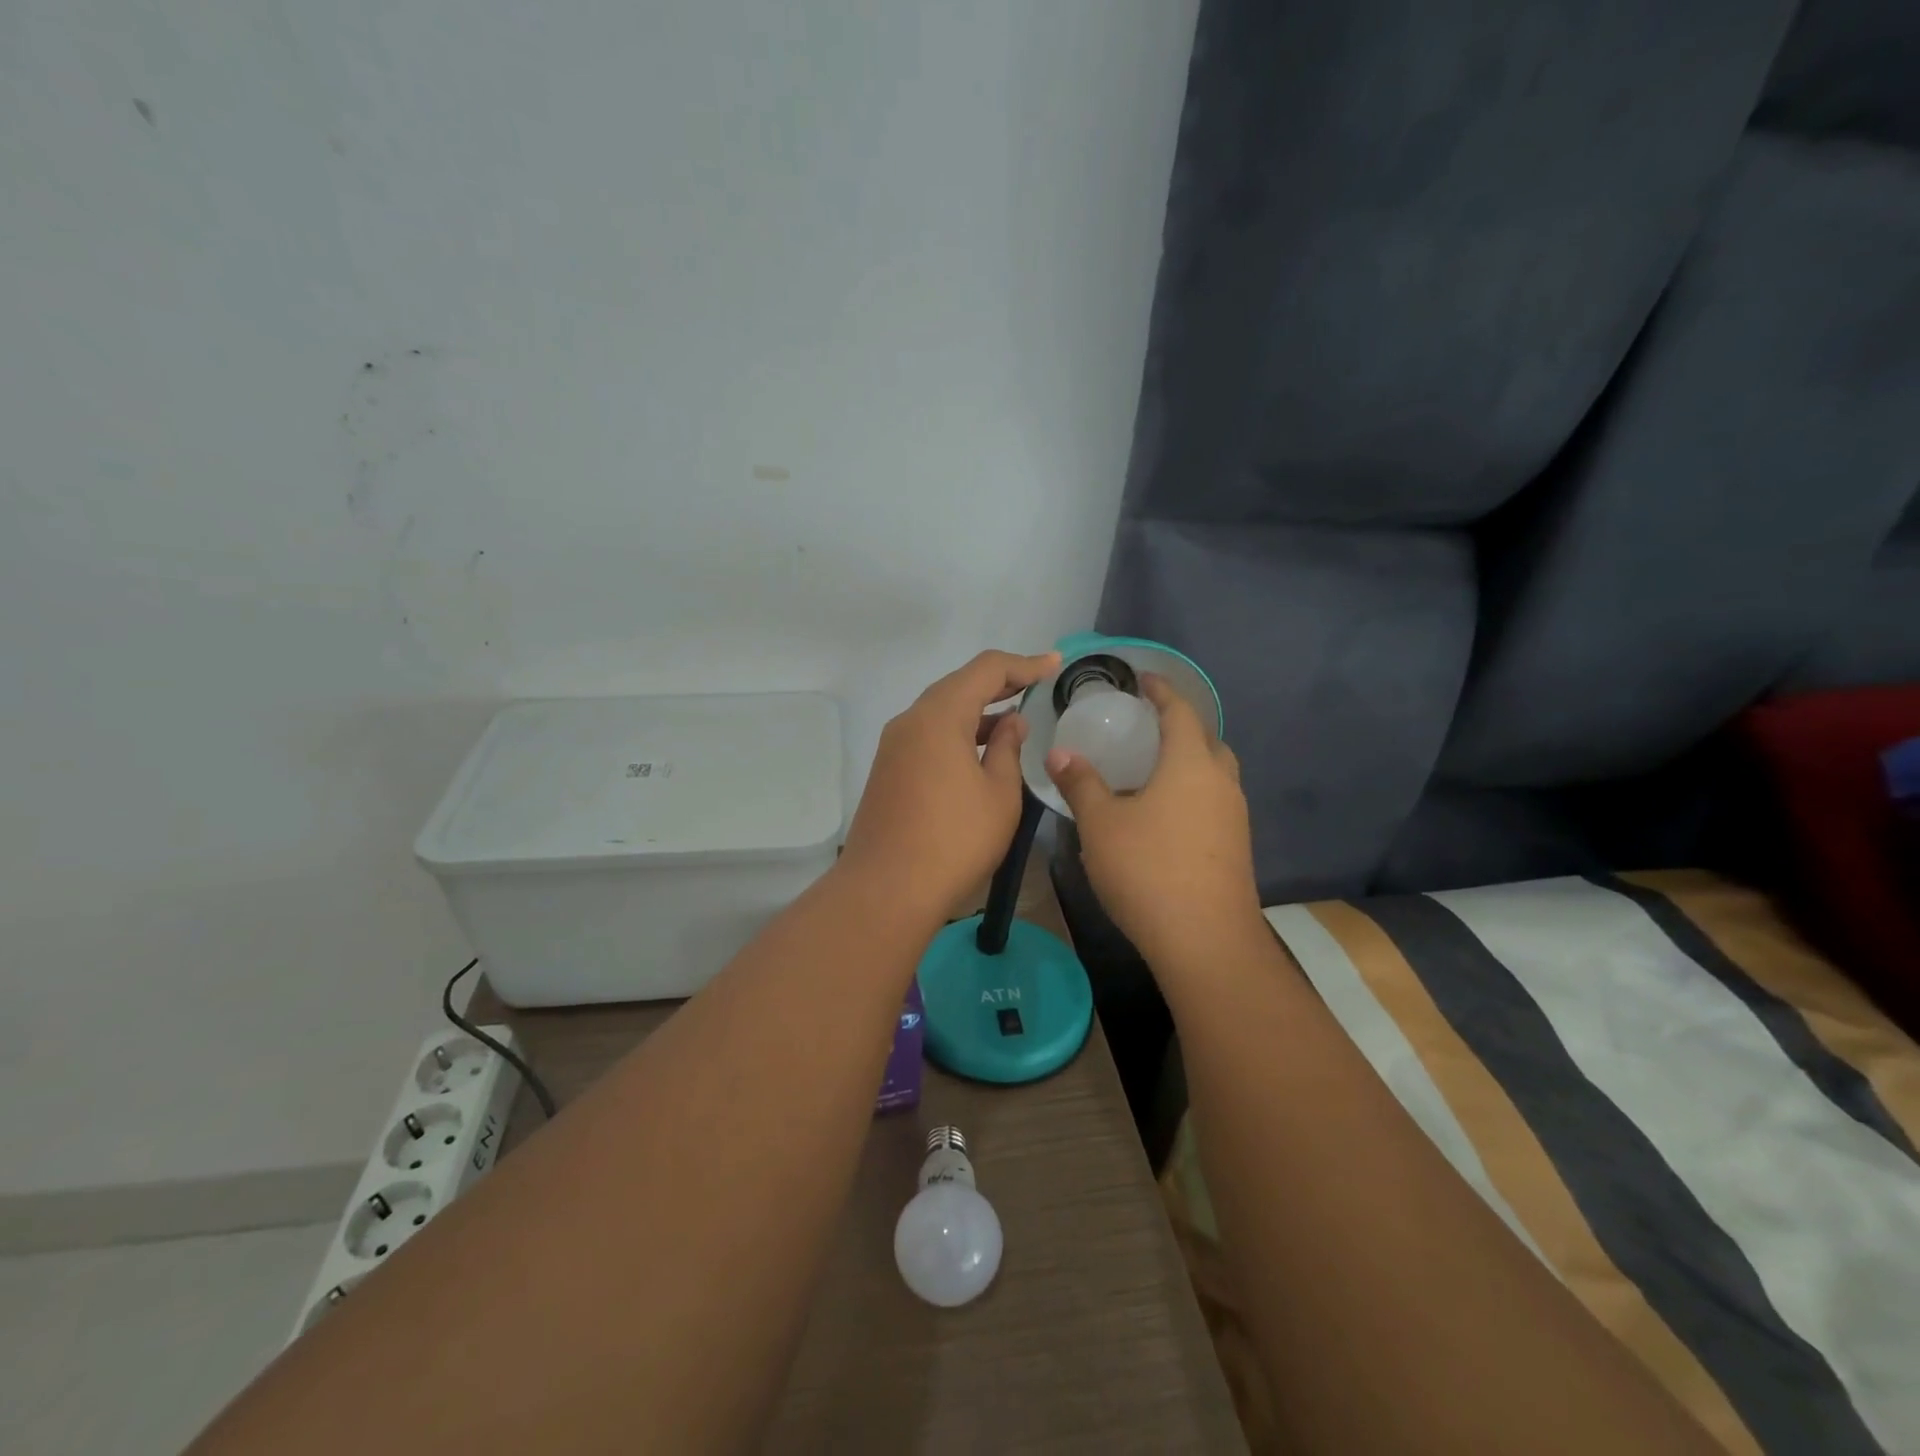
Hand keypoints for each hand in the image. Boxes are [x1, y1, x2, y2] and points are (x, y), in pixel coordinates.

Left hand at [841, 649, 1061, 920]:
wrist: (886, 890)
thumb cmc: (954, 841)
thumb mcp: (999, 794)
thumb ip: (1007, 749)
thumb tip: (1010, 722)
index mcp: (938, 716)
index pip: (985, 670)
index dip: (1024, 664)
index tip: (1054, 665)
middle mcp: (910, 721)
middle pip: (958, 686)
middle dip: (999, 683)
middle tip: (1036, 684)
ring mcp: (894, 747)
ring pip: (940, 712)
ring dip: (977, 710)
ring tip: (1014, 719)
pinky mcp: (888, 771)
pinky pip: (928, 735)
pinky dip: (957, 732)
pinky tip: (980, 750)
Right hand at [1046, 675, 1262, 967]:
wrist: (1206, 941)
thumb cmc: (1148, 869)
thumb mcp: (1101, 824)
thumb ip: (1081, 784)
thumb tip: (1060, 753)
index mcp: (1190, 764)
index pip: (1180, 712)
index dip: (1162, 691)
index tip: (1144, 679)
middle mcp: (1220, 782)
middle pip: (1206, 740)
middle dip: (1181, 726)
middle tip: (1147, 727)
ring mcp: (1234, 817)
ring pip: (1215, 774)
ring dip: (1189, 762)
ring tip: (1152, 770)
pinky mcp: (1236, 847)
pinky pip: (1214, 802)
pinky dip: (1193, 793)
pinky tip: (1164, 815)